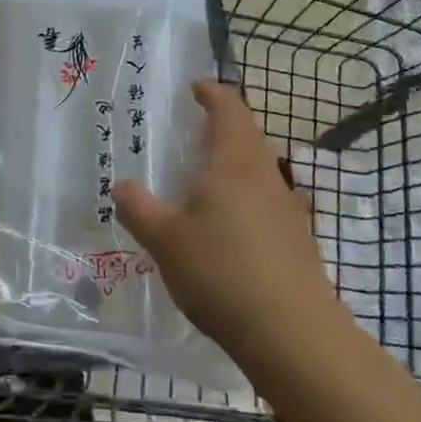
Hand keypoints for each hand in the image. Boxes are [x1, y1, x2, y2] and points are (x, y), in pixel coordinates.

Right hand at [111, 80, 338, 369]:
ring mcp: (288, 208)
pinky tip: (230, 225)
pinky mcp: (298, 240)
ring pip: (261, 168)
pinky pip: (268, 200)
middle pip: (249, 135)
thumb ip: (139, 209)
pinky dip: (247, 195)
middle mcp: (266, 175)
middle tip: (194, 129)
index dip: (212, 93)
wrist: (293, 334)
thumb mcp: (165, 240)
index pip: (229, 109)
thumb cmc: (222, 272)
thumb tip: (122, 186)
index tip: (195, 87)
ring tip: (206, 177)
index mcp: (234, 162)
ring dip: (236, 161)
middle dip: (224, 125)